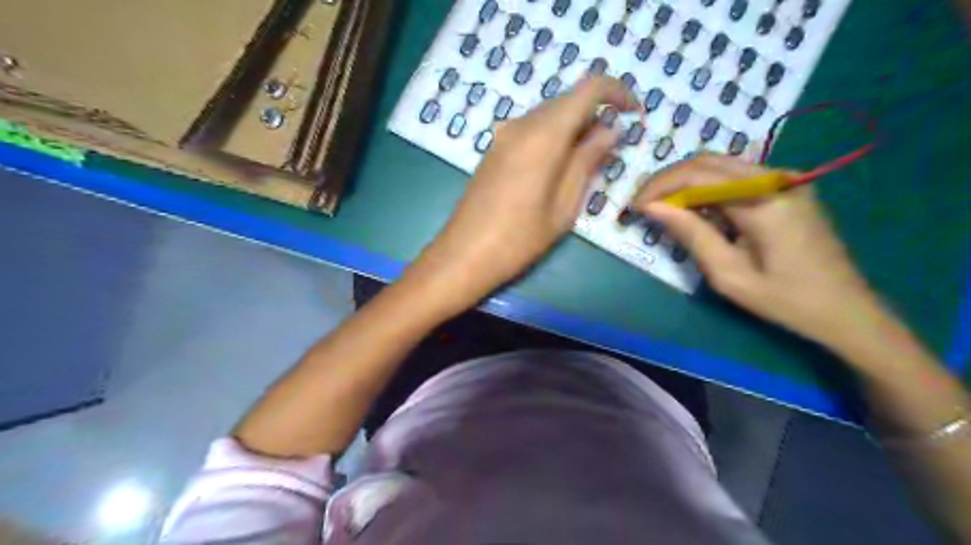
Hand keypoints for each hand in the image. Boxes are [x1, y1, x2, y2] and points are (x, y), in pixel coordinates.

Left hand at [414, 79, 642, 311]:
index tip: (635, 114)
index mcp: (543, 134)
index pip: (589, 88)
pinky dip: (553, 138)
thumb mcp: (564, 205)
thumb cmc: (520, 238)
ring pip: (549, 116)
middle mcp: (521, 124)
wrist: (464, 254)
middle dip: (596, 116)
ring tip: (587, 164)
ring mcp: (503, 136)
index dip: (618, 92)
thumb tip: (611, 130)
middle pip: (568, 101)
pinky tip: (558, 168)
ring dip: (574, 129)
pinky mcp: (494, 150)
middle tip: (612, 151)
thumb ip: (588, 161)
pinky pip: (532, 131)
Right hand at [634, 154, 888, 351]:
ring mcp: (785, 179)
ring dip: (686, 182)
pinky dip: (707, 187)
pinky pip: (735, 176)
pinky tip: (694, 209)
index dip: (659, 187)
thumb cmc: (785, 300)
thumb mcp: (729, 274)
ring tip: (662, 207)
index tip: (634, 207)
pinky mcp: (787, 187)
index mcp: (764, 202)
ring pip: (720, 165)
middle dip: (668, 180)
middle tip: (643, 205)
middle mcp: (776, 178)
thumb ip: (691, 234)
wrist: (845, 309)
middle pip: (707, 161)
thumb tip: (652, 207)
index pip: (697, 175)